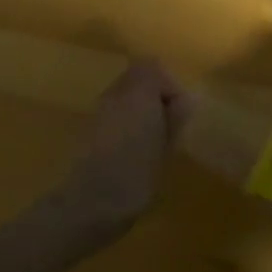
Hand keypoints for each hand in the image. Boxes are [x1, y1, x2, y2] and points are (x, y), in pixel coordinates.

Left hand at [58, 59, 194, 235]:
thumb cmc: (136, 175)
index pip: (152, 67)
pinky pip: (112, 114)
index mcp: (137, 93)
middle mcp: (114, 94)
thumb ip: (174, 118)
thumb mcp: (166, 147)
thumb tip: (184, 100)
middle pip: (136, 79)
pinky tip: (132, 153)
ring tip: (152, 143)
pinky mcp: (87, 129)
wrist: (89, 204)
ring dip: (139, 111)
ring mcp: (97, 111)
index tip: (179, 113)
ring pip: (124, 96)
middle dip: (154, 97)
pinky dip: (125, 124)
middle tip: (168, 127)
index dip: (169, 86)